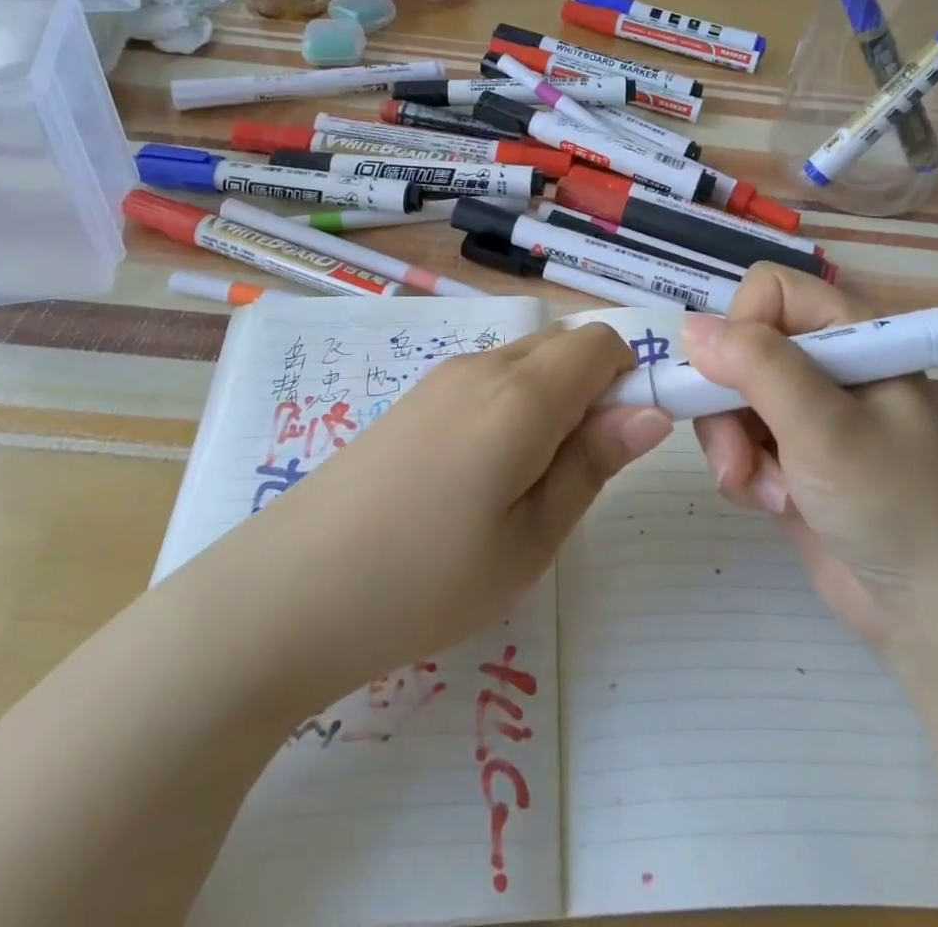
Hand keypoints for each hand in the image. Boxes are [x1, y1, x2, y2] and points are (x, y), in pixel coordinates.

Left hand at [244, 323, 671, 699]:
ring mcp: (440, 378)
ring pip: (525, 362)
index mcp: (520, 393)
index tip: (625, 440)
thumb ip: (592, 463)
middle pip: (564, 345)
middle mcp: (481, 365)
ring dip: (551, 401)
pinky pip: (487, 381)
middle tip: (576, 474)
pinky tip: (479, 479)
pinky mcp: (413, 400)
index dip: (630, 377)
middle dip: (593, 390)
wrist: (285, 595)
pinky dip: (512, 408)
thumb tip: (651, 412)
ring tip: (525, 487)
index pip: (602, 341)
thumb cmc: (425, 580)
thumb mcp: (530, 539)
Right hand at [683, 266, 937, 647]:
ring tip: (764, 490)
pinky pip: (737, 442)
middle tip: (739, 453)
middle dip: (727, 401)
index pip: (770, 291)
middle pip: (739, 347)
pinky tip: (772, 504)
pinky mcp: (791, 459)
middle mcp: (827, 366)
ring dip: (732, 445)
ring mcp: (807, 415)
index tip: (733, 379)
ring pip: (729, 397)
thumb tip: (690, 327)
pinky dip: (742, 472)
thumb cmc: (895, 505)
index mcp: (852, 335)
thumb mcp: (825, 427)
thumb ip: (758, 366)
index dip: (741, 327)